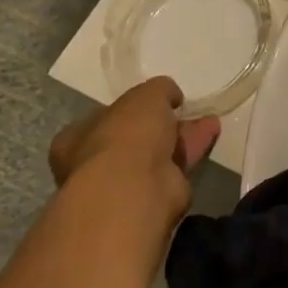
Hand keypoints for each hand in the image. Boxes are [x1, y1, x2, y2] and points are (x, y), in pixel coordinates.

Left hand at [49, 77, 219, 228]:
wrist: (134, 189)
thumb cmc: (126, 135)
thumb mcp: (146, 95)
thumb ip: (159, 90)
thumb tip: (169, 95)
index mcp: (76, 139)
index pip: (103, 119)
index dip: (130, 108)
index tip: (155, 101)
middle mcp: (93, 165)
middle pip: (133, 137)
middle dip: (161, 123)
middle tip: (184, 110)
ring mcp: (122, 185)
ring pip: (156, 153)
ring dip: (181, 136)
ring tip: (209, 120)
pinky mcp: (151, 197)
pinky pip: (174, 167)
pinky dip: (191, 151)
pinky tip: (211, 135)